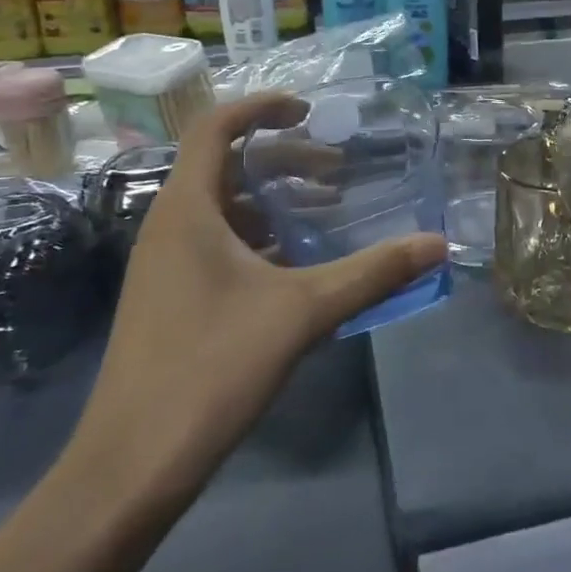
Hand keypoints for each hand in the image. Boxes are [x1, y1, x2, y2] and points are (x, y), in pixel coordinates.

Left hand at [66, 93, 446, 508]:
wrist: (133, 465)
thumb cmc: (211, 369)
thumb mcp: (303, 312)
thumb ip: (372, 272)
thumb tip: (437, 244)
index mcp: (186, 210)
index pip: (216, 127)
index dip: (262, 107)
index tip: (310, 112)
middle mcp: (168, 226)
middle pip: (225, 166)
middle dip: (283, 159)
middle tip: (336, 172)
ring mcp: (165, 265)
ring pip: (222, 208)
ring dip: (273, 200)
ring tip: (325, 213)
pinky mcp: (170, 297)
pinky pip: (217, 243)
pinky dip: (259, 237)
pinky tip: (297, 265)